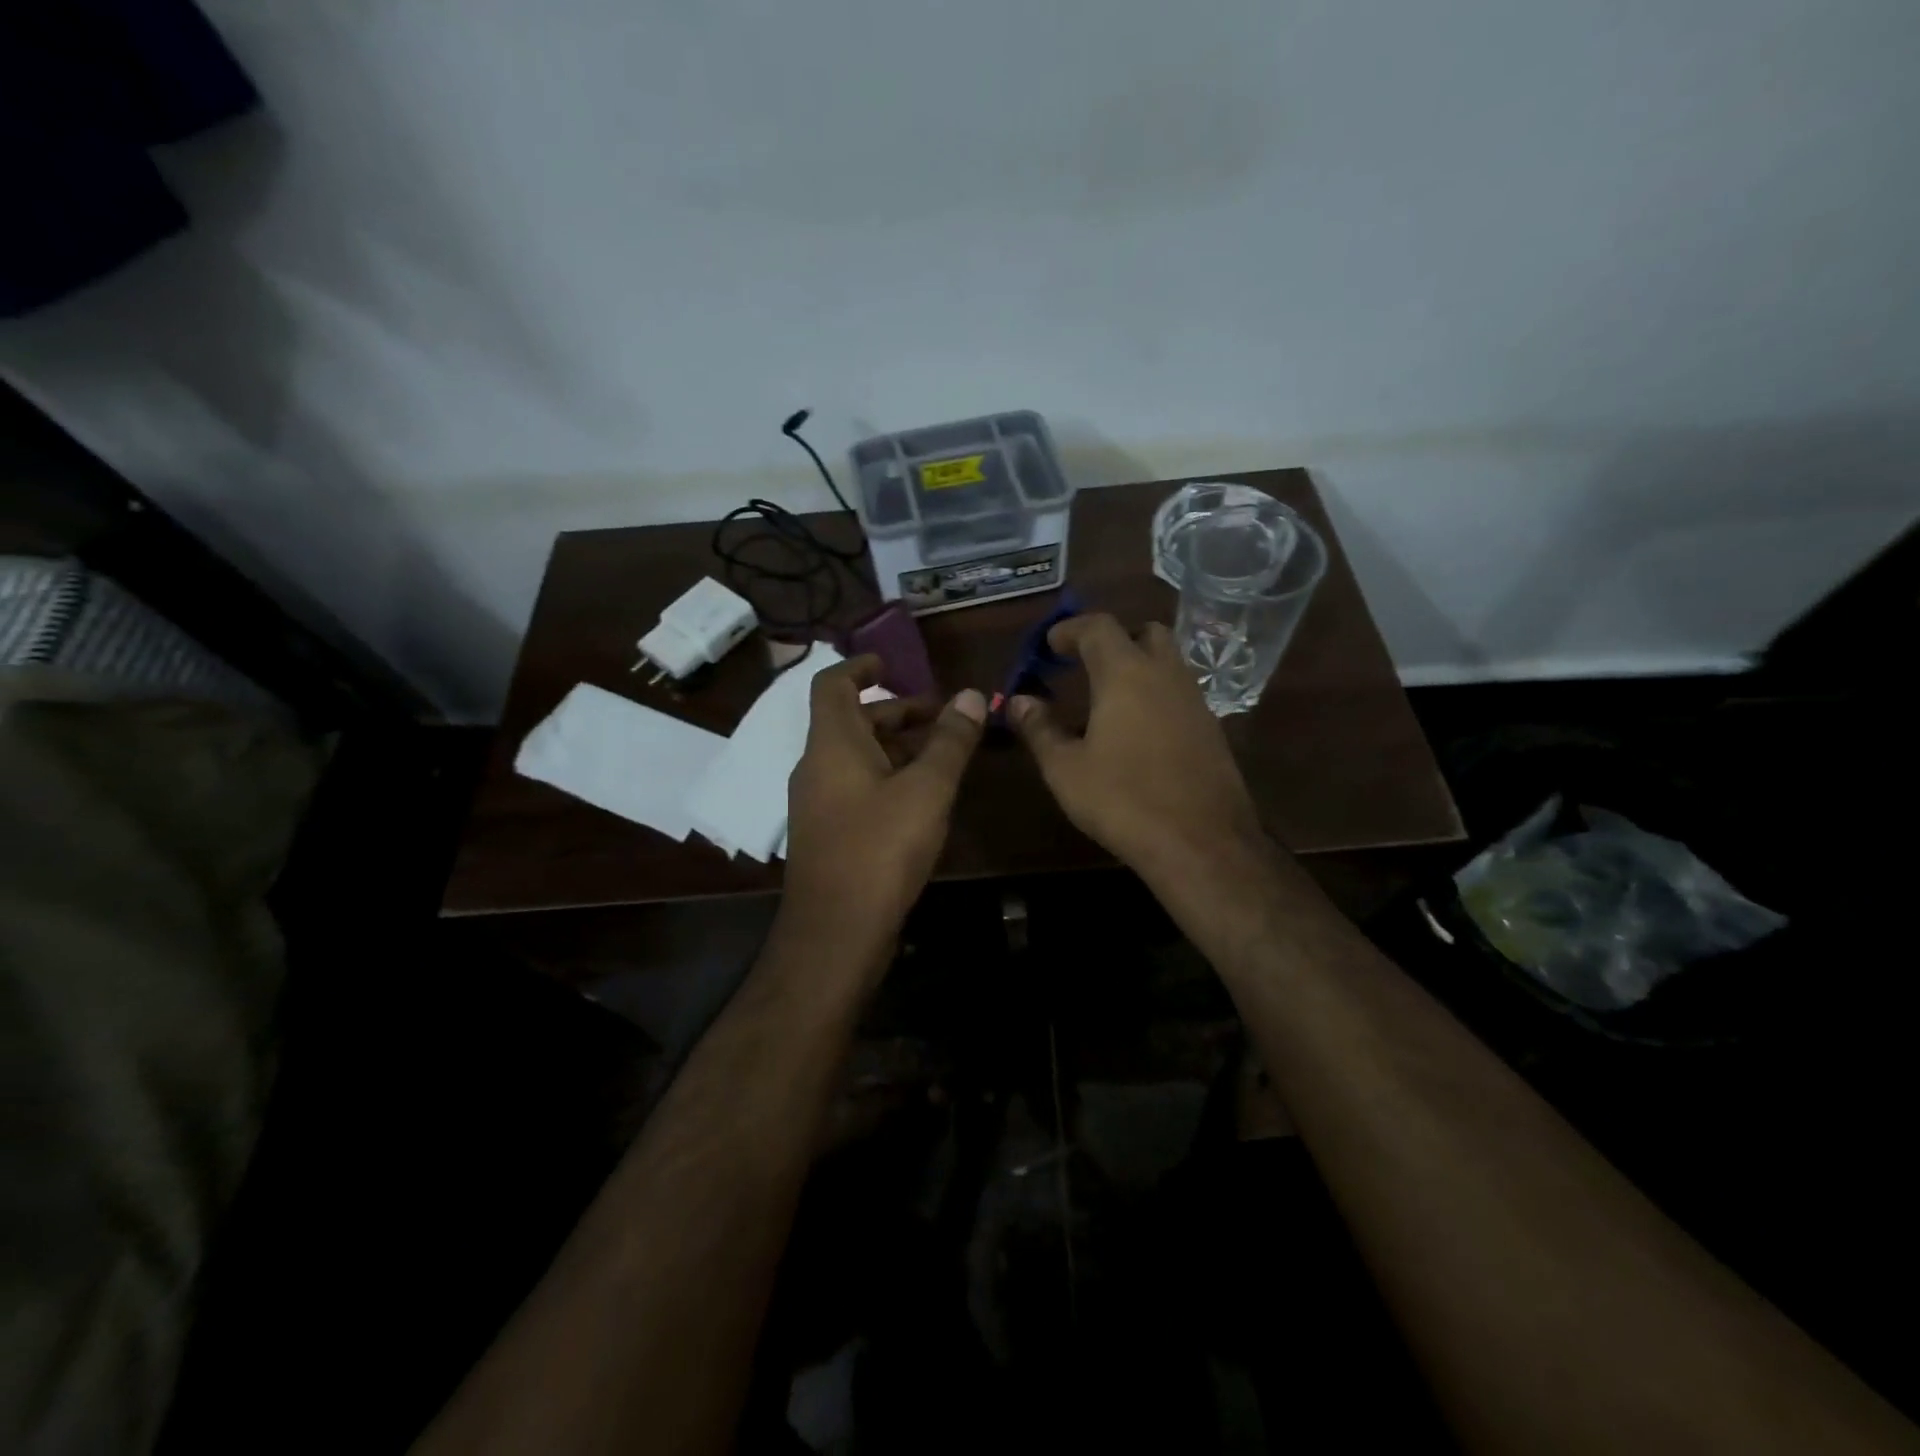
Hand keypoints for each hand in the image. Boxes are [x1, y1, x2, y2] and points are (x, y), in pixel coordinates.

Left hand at [784, 655, 985, 945]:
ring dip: (896, 747)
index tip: (893, 662)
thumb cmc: (880, 849)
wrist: (836, 933)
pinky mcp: (828, 834)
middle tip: (942, 715)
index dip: (860, 666)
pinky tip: (922, 798)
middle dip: (896, 711)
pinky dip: (887, 777)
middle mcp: (817, 767)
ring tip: (942, 754)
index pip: (833, 684)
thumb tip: (971, 695)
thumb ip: (950, 741)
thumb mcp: (926, 789)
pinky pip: (856, 787)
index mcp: (832, 744)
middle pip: (852, 722)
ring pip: (857, 758)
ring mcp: (819, 803)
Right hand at [1009, 614, 1268, 883]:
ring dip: (1138, 666)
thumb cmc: (1123, 800)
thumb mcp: (1066, 768)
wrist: (1201, 843)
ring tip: (1108, 698)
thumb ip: (1040, 728)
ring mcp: (1195, 701)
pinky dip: (1156, 694)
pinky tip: (1138, 730)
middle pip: (1144, 632)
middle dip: (1113, 639)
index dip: (1070, 628)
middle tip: (1085, 663)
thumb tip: (1019, 701)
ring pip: (1168, 662)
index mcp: (1126, 674)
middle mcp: (1166, 675)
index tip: (1049, 643)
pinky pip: (1180, 693)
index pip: (1098, 627)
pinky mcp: (1212, 729)